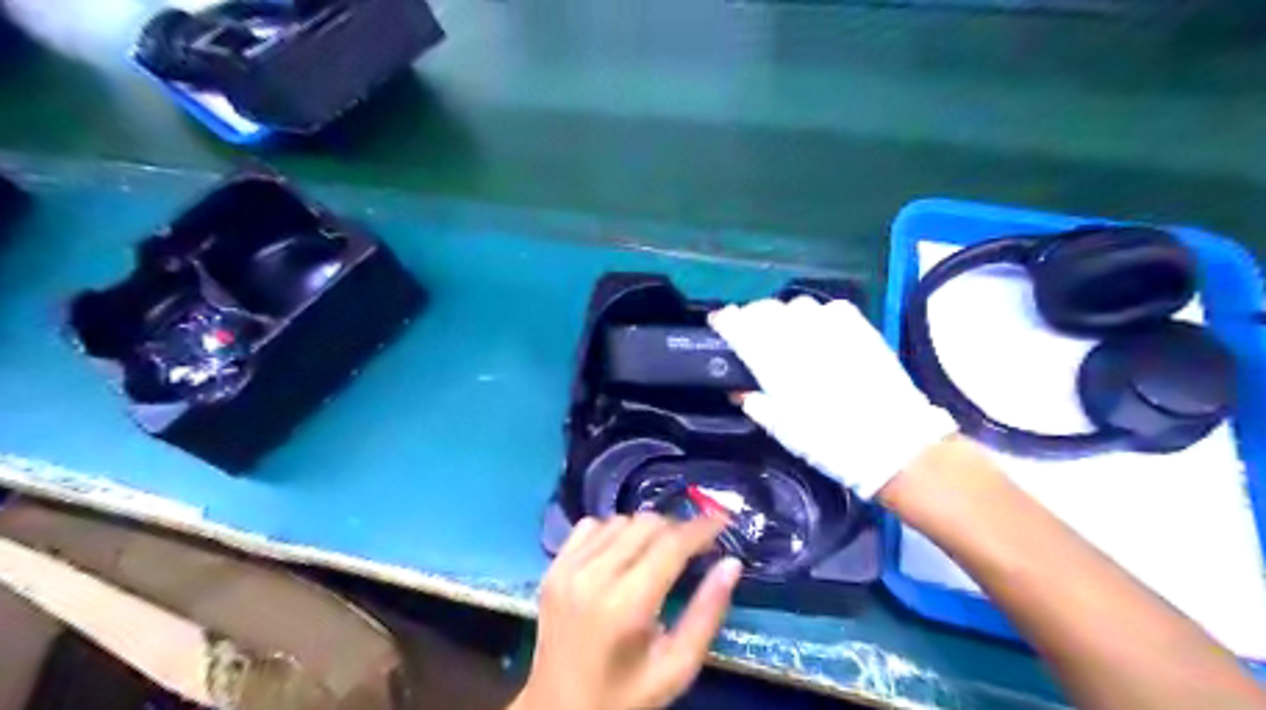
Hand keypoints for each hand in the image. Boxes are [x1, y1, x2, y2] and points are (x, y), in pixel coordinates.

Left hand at [515, 517, 744, 709]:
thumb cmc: (625, 696)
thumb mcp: (676, 668)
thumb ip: (707, 614)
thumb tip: (731, 563)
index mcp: (625, 605)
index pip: (671, 545)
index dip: (701, 528)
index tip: (723, 520)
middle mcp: (592, 576)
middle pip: (646, 524)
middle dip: (677, 529)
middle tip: (695, 546)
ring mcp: (567, 568)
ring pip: (620, 520)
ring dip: (646, 530)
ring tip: (660, 552)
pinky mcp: (553, 567)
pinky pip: (590, 526)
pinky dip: (614, 530)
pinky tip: (623, 553)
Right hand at [707, 293, 954, 497]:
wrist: (893, 443)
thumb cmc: (831, 444)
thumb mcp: (783, 431)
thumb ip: (757, 404)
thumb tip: (739, 390)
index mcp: (775, 364)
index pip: (739, 326)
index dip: (724, 320)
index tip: (718, 323)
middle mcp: (800, 338)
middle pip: (764, 309)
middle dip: (751, 316)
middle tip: (751, 332)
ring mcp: (832, 328)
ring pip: (795, 304)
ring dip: (784, 315)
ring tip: (787, 332)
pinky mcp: (860, 327)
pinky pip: (829, 308)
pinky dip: (817, 316)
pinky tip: (820, 332)